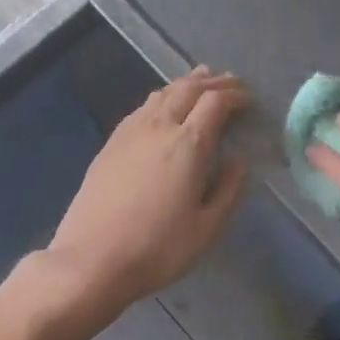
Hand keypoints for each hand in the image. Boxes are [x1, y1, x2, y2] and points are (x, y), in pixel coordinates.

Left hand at [42, 68, 250, 316]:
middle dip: (213, 82)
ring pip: (162, 93)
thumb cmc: (157, 248)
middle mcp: (160, 127)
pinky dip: (162, 97)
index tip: (249, 100)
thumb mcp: (207, 228)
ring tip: (200, 80)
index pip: (215, 102)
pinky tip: (162, 105)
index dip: (235, 96)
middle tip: (231, 83)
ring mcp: (131, 132)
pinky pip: (142, 107)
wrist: (91, 260)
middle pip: (188, 89)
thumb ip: (229, 189)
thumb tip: (239, 160)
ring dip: (186, 83)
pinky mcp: (111, 143)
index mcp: (188, 144)